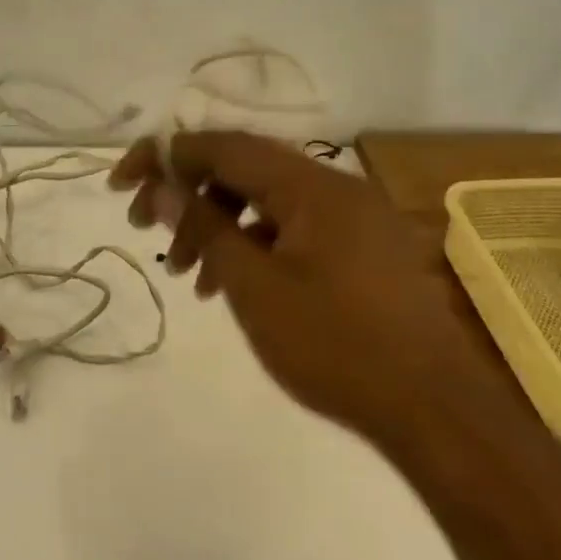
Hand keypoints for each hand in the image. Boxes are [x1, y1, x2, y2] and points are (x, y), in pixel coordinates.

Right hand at [110, 132, 501, 440]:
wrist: (437, 413)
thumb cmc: (337, 347)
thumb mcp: (255, 288)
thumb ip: (204, 228)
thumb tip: (161, 186)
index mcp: (310, 184)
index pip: (223, 146)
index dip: (167, 156)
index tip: (123, 181)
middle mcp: (333, 185)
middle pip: (243, 169)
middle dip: (189, 195)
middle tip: (146, 230)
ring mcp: (352, 215)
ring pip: (266, 200)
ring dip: (218, 224)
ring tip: (184, 274)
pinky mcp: (361, 246)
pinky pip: (293, 226)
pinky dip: (254, 244)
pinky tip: (231, 284)